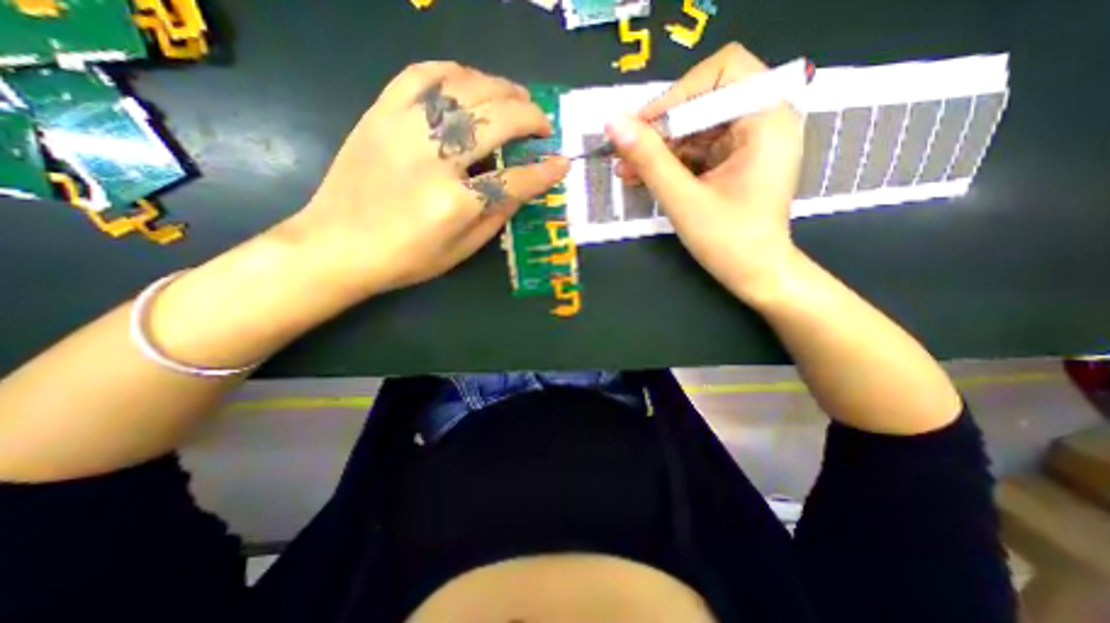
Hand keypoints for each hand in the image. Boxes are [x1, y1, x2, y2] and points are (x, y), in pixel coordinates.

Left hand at [290, 58, 565, 295]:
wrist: (335, 245)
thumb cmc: (404, 259)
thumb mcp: (461, 251)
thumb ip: (496, 216)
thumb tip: (524, 187)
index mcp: (455, 203)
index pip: (515, 180)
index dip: (544, 171)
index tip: (563, 163)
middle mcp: (433, 158)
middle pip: (495, 121)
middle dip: (530, 117)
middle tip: (543, 124)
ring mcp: (403, 129)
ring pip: (464, 88)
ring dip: (500, 88)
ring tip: (517, 98)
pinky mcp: (380, 113)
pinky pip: (421, 74)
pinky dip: (454, 71)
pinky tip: (472, 81)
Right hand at [606, 41, 806, 297]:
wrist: (756, 275)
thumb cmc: (728, 241)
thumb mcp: (683, 199)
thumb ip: (649, 159)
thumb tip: (613, 123)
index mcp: (767, 119)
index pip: (722, 71)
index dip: (677, 94)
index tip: (641, 127)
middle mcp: (764, 121)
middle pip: (704, 100)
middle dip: (661, 127)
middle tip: (625, 151)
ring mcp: (748, 142)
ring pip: (695, 127)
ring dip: (658, 147)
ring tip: (625, 169)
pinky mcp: (734, 161)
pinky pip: (696, 149)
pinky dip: (669, 161)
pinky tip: (640, 176)